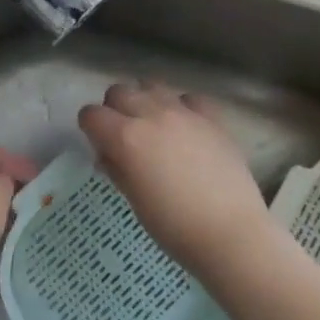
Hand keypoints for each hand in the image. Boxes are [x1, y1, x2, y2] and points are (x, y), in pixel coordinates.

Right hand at [78, 81, 274, 276]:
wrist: (230, 233)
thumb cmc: (173, 226)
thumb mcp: (133, 199)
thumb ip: (116, 168)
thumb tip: (109, 154)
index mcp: (126, 137)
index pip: (91, 114)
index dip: (90, 129)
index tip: (99, 146)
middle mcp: (152, 115)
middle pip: (119, 92)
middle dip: (114, 110)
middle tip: (123, 137)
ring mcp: (185, 113)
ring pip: (152, 86)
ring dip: (144, 101)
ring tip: (153, 128)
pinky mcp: (213, 118)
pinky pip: (188, 98)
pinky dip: (180, 107)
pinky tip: (185, 129)